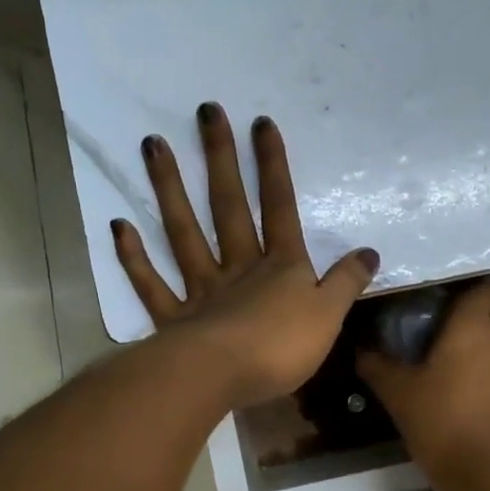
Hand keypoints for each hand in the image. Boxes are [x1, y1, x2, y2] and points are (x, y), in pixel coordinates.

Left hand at [113, 103, 378, 409]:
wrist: (223, 378)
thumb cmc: (282, 348)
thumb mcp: (330, 316)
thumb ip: (347, 282)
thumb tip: (370, 252)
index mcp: (280, 267)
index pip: (279, 208)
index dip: (273, 167)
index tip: (261, 123)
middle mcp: (238, 268)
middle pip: (229, 207)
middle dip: (220, 159)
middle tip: (205, 112)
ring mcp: (201, 290)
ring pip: (183, 232)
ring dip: (169, 189)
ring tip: (151, 145)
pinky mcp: (173, 320)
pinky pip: (152, 284)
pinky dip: (134, 257)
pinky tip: (119, 226)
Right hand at [357, 278, 489, 483]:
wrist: (489, 474)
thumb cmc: (440, 422)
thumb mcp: (399, 394)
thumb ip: (378, 366)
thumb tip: (360, 349)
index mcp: (472, 326)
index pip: (482, 286)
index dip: (471, 283)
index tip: (453, 291)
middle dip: (489, 305)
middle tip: (460, 320)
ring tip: (471, 358)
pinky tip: (486, 395)